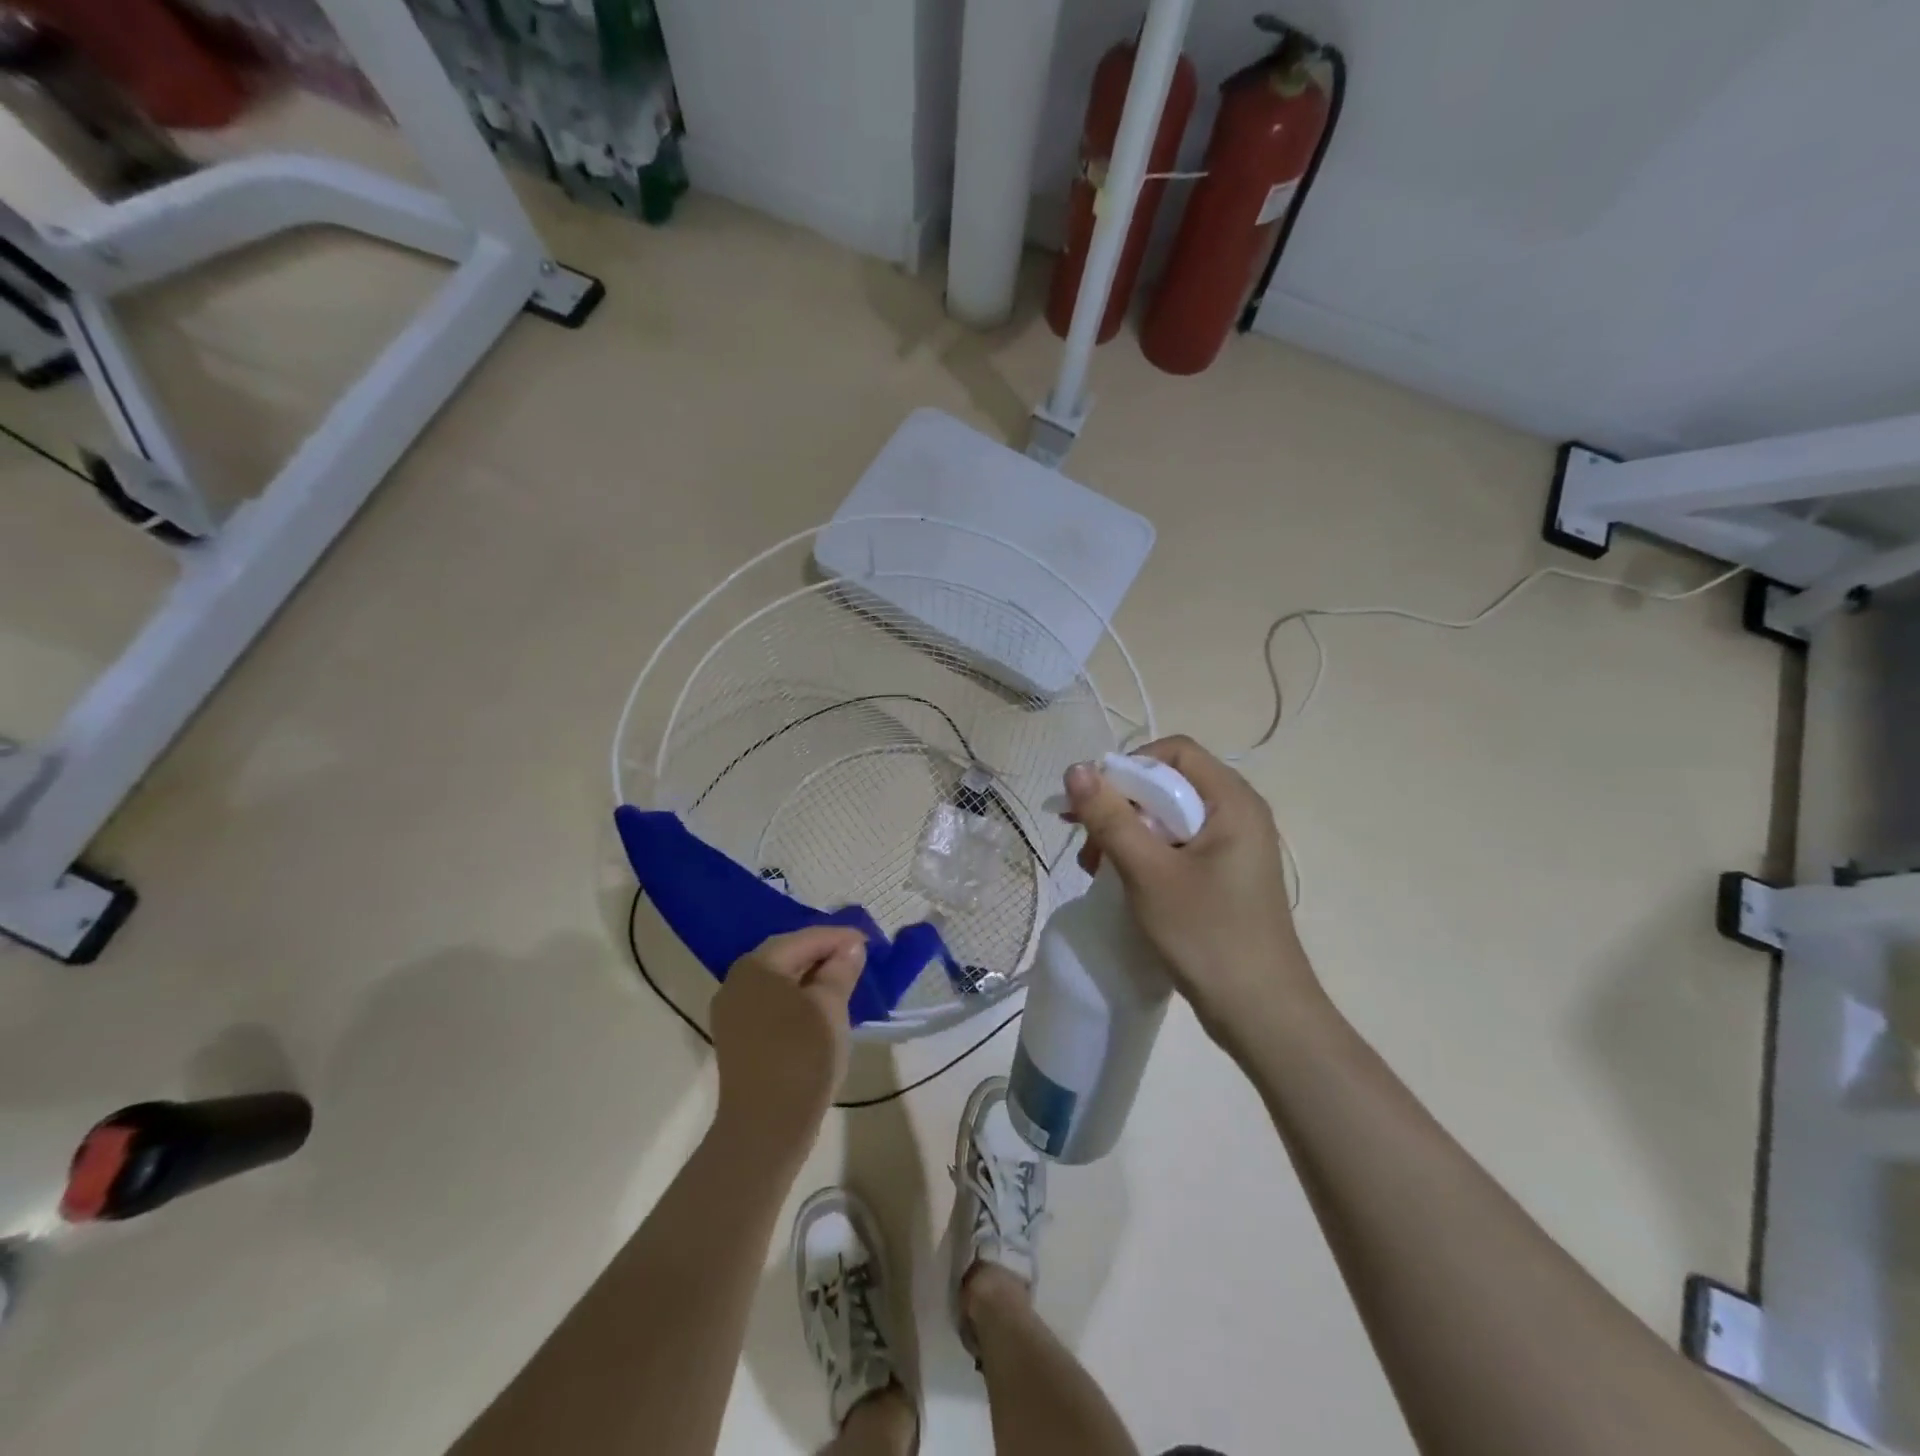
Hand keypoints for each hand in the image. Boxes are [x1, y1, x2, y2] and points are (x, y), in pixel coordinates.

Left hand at [710, 927, 866, 1167]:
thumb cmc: (801, 1056)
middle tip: (857, 958)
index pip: (804, 939)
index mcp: (757, 966)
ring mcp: (732, 1011)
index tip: (869, 943)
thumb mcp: (830, 1008)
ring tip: (843, 980)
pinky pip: (770, 1002)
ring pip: (777, 980)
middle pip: (786, 955)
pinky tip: (819, 1006)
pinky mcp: (737, 1036)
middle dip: (823, 954)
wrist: (765, 1127)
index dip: (839, 938)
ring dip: (810, 976)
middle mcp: (737, 981)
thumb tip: (850, 948)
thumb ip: (840, 971)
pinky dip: (796, 997)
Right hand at [1066, 737, 1325, 1054]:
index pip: (1174, 751)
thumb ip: (1111, 817)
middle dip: (1121, 805)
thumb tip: (1076, 768)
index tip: (1093, 801)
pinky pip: (1178, 844)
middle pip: (1170, 783)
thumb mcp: (1148, 872)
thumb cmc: (1207, 935)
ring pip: (1169, 816)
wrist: (1261, 1013)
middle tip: (1086, 842)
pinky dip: (1146, 853)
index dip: (1128, 766)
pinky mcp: (1225, 874)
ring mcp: (1234, 846)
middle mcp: (1238, 813)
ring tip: (1097, 868)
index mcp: (1232, 801)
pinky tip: (1122, 881)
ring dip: (1128, 832)